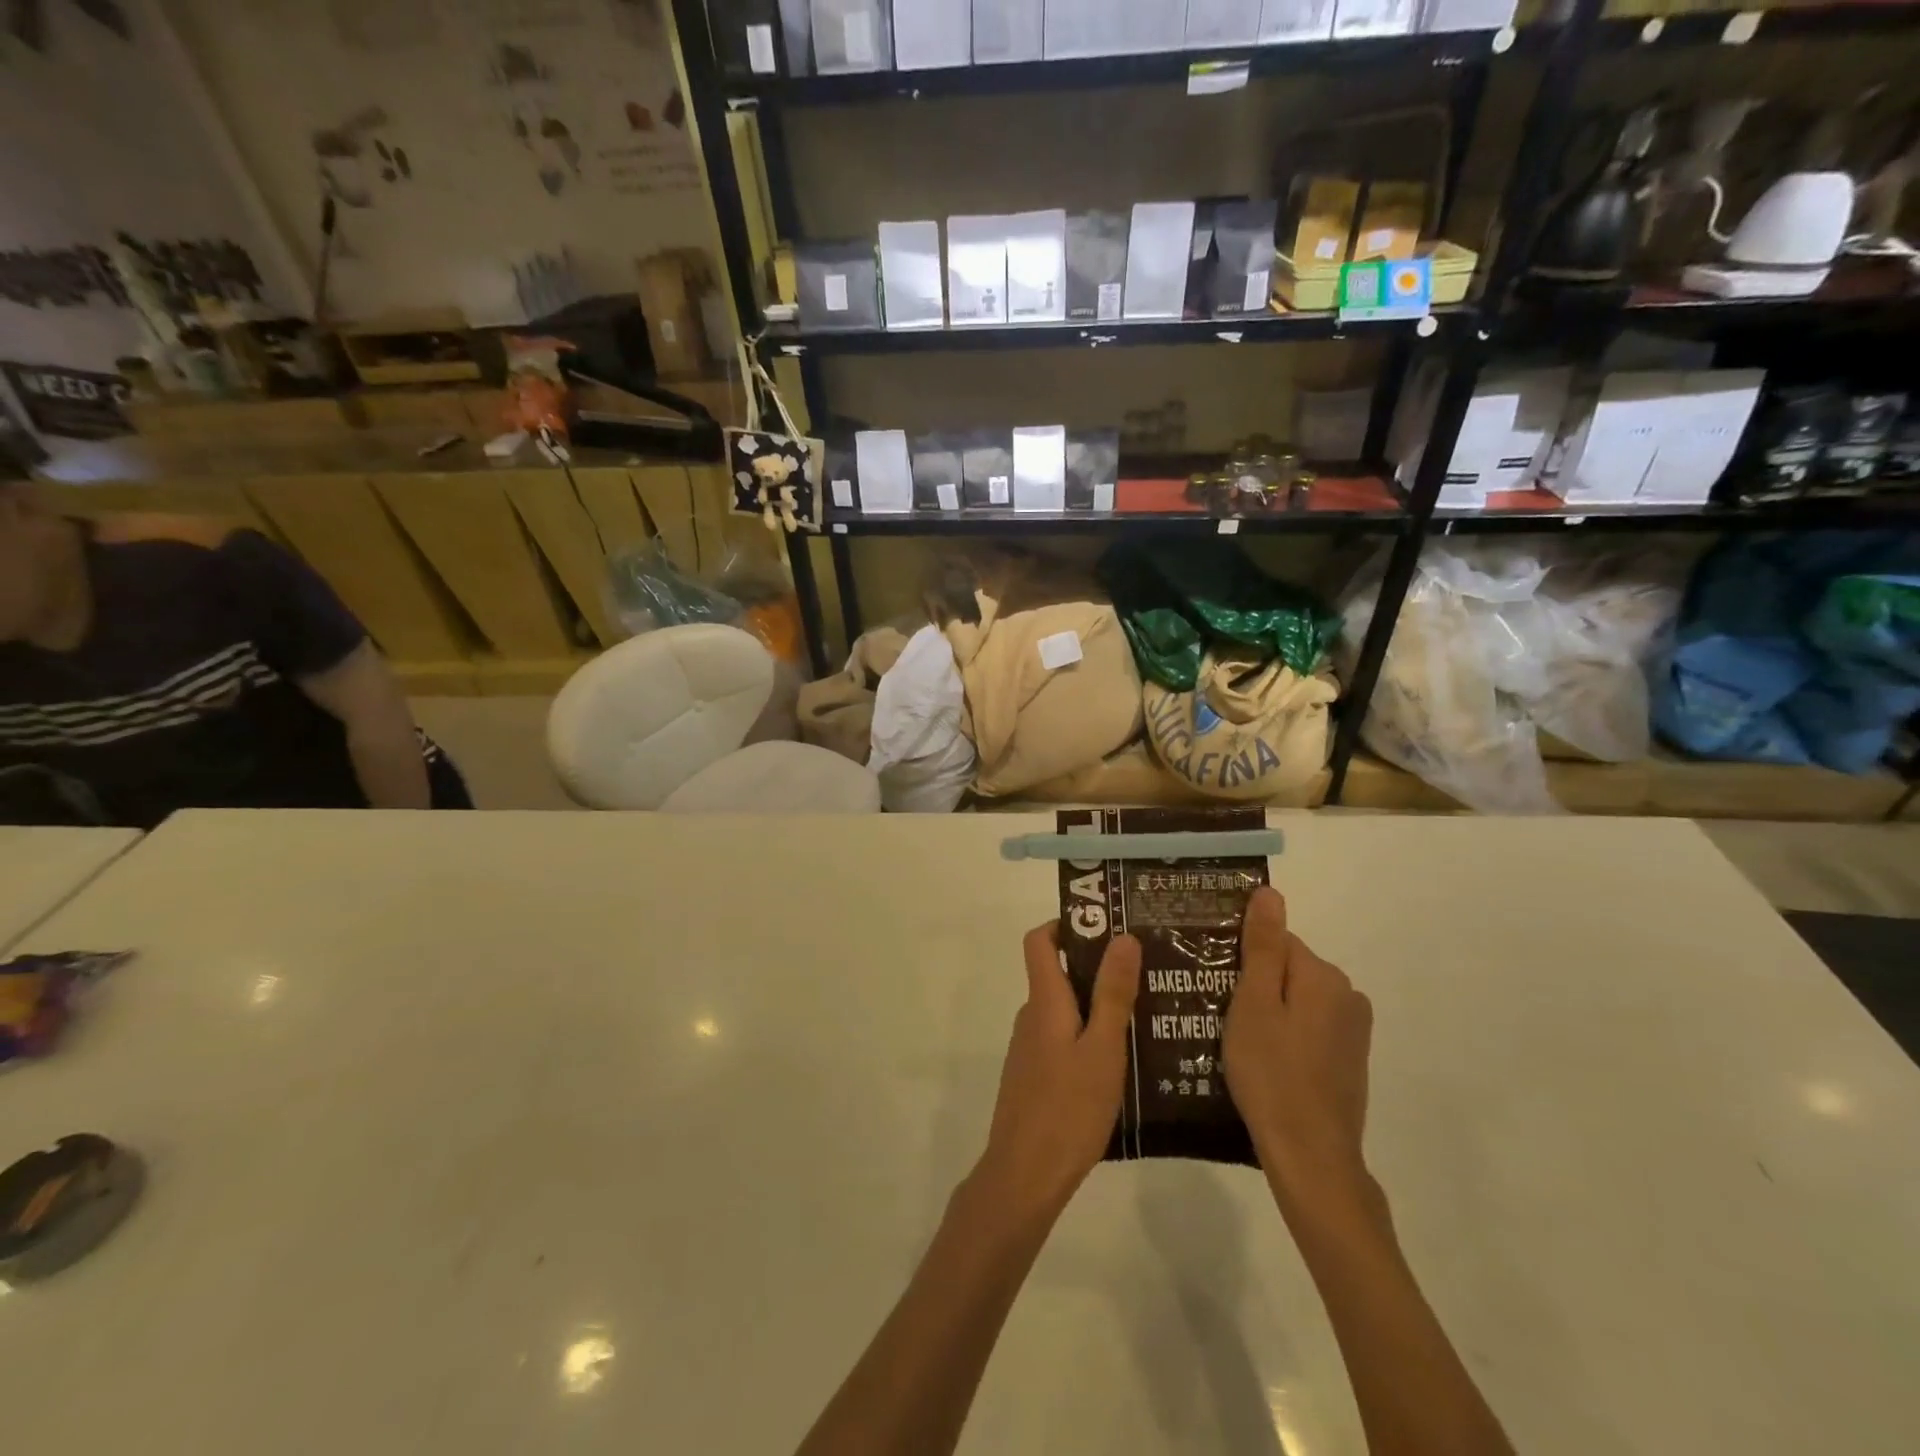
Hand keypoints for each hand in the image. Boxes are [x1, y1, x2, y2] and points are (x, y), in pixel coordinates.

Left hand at [975, 923, 1140, 1222]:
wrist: (1025, 1175)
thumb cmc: (1069, 1108)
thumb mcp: (1103, 1049)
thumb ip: (1112, 994)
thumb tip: (1122, 937)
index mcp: (1044, 1001)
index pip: (1039, 941)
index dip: (1065, 924)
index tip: (1105, 926)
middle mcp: (1032, 1016)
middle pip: (1057, 974)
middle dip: (1097, 968)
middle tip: (1145, 974)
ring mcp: (1030, 1049)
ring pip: (1064, 1011)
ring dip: (1097, 1007)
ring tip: (1145, 1017)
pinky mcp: (1035, 1077)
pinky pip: (1063, 1040)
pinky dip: (1088, 1038)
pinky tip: (1122, 1062)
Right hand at [1224, 888, 1373, 1204]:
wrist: (1311, 1155)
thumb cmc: (1271, 1073)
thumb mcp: (1254, 1004)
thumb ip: (1263, 946)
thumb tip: (1270, 893)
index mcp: (1322, 975)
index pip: (1274, 940)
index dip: (1241, 958)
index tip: (1215, 982)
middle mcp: (1347, 994)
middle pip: (1287, 968)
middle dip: (1254, 983)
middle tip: (1218, 1013)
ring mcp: (1352, 1029)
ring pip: (1296, 998)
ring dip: (1268, 1010)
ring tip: (1235, 1039)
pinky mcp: (1350, 1057)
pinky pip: (1308, 1026)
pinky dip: (1285, 1034)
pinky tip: (1263, 1060)